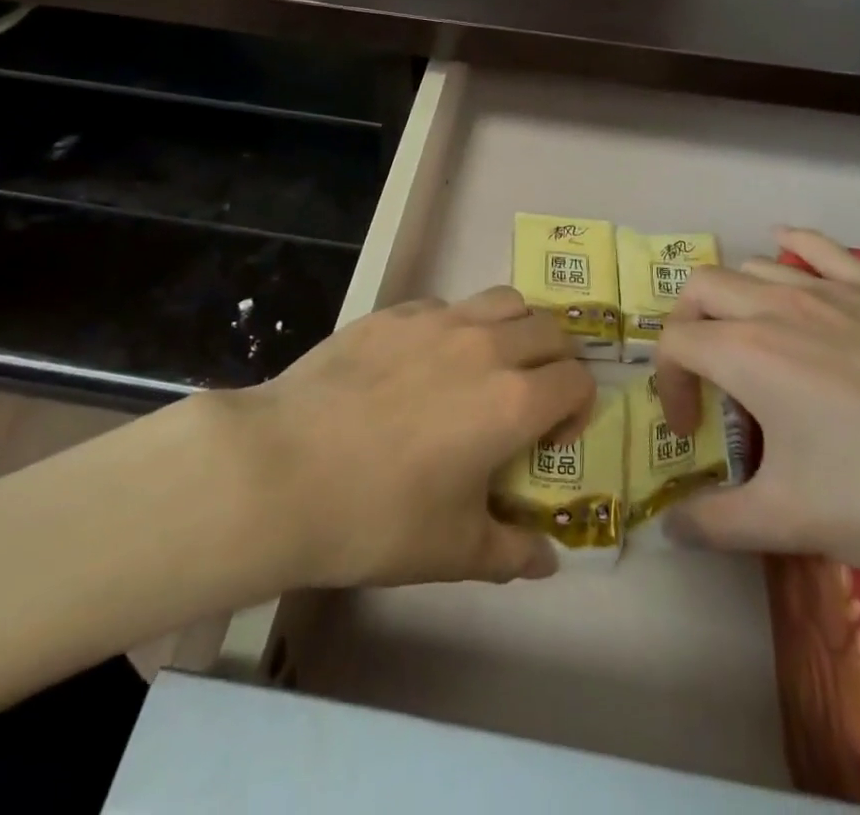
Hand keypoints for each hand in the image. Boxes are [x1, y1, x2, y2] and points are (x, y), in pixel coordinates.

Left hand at [200, 288, 595, 590]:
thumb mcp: (452, 551)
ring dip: (515, 328)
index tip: (551, 438)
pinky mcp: (393, 312)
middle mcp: (486, 346)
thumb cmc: (377, 517)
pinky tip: (423, 363)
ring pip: (504, 300)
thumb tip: (546, 558)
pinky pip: (446, 304)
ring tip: (488, 365)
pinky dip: (457, 325)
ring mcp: (437, 320)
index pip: (578, 379)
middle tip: (530, 396)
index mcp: (513, 401)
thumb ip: (511, 552)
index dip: (578, 407)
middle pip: (550, 328)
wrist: (282, 469)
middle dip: (556, 361)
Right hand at [654, 228, 859, 579]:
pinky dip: (791, 245)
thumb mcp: (796, 521)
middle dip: (687, 325)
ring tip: (752, 341)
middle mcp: (777, 306)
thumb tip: (671, 531)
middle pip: (702, 289)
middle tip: (706, 376)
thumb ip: (719, 523)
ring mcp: (832, 290)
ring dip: (735, 298)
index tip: (691, 431)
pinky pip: (819, 247)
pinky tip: (786, 249)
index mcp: (746, 353)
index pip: (674, 344)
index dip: (668, 385)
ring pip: (755, 266)